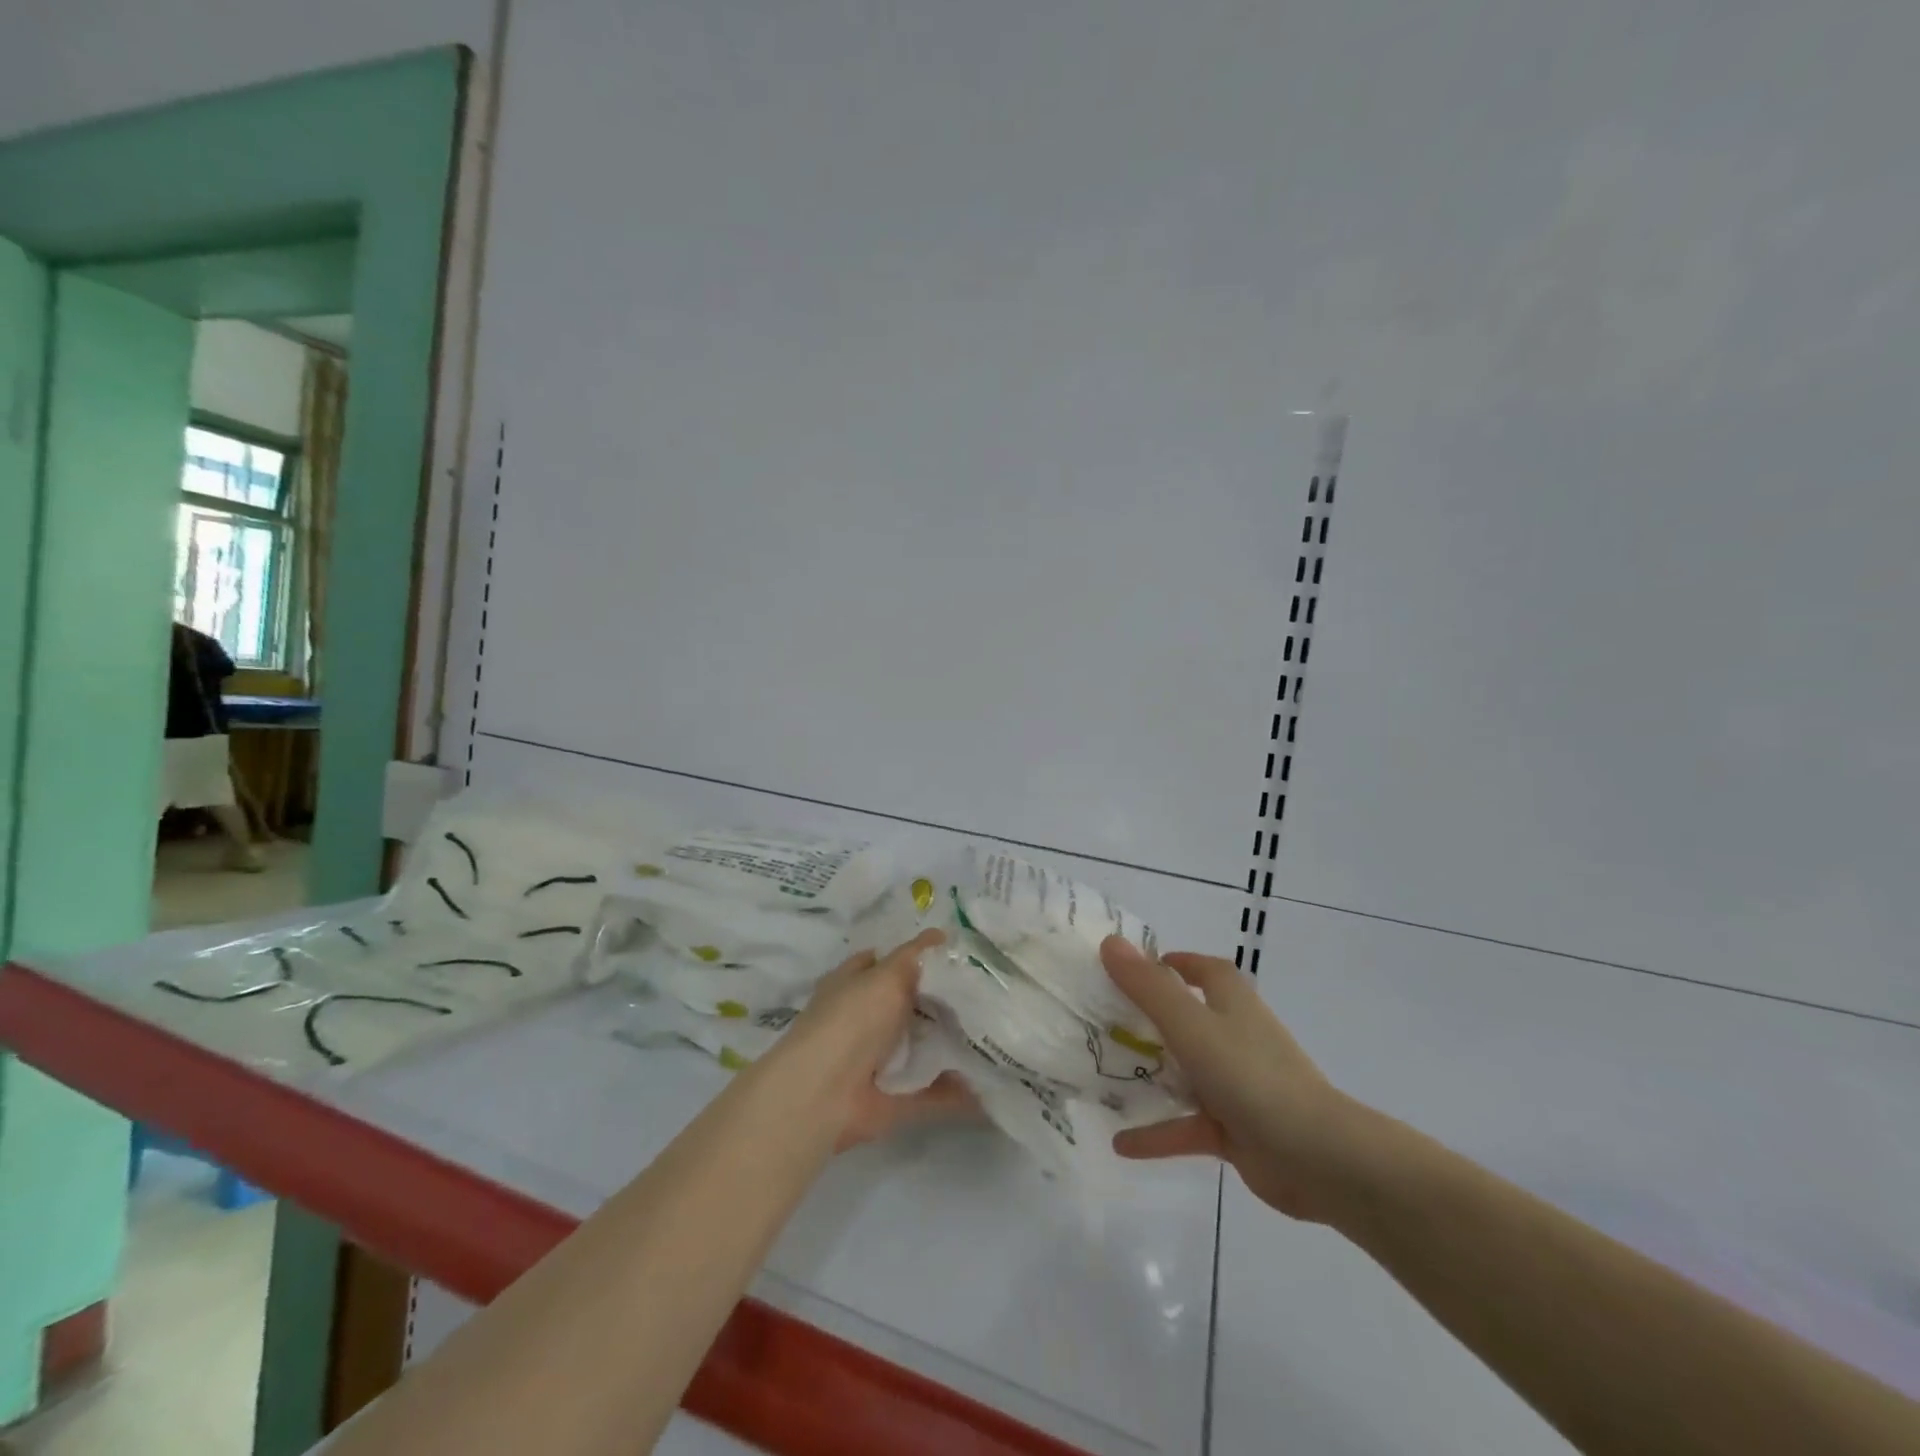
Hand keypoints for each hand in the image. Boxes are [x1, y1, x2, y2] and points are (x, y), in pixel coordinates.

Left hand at [775, 931, 975, 1151]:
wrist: (823, 1093)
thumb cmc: (852, 1019)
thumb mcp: (886, 974)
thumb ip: (915, 955)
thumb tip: (941, 933)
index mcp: (853, 985)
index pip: (885, 962)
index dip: (916, 957)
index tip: (957, 956)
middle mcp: (864, 1021)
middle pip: (909, 1006)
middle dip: (944, 1002)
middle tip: (988, 993)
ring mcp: (879, 1061)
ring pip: (923, 1048)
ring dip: (955, 1045)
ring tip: (999, 1033)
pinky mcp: (895, 1098)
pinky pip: (933, 1093)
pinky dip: (959, 1092)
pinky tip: (992, 1083)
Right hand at [1101, 936, 1365, 1221]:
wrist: (1318, 1158)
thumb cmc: (1251, 1076)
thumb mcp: (1190, 1025)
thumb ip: (1148, 987)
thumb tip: (1110, 942)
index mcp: (1233, 1004)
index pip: (1207, 972)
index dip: (1178, 963)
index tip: (1140, 967)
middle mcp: (1236, 1038)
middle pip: (1190, 1019)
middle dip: (1151, 1019)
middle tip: (1106, 1020)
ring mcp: (1237, 1085)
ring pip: (1186, 1073)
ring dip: (1151, 1076)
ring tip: (1104, 1076)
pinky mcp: (1236, 1129)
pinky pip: (1188, 1126)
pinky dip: (1157, 1133)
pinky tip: (1120, 1143)